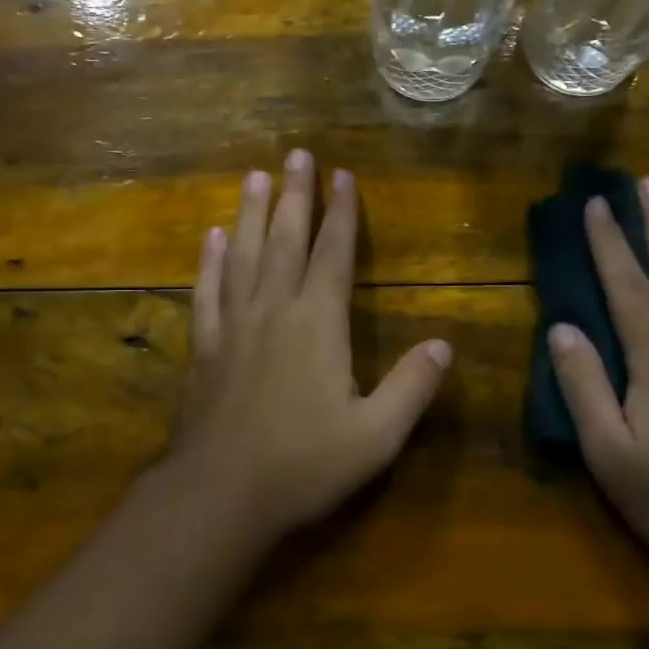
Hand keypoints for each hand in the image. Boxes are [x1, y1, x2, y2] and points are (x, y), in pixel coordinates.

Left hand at [160, 150, 452, 542]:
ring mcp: (233, 326)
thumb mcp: (376, 436)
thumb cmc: (304, 464)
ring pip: (242, 254)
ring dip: (249, 213)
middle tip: (295, 154)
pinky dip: (209, 261)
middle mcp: (273, 310)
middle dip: (294, 195)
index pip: (333, 254)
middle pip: (285, 239)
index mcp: (318, 323)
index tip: (343, 175)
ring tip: (254, 176)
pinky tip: (210, 238)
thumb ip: (412, 387)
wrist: (220, 495)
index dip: (341, 213)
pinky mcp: (203, 347)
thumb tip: (445, 344)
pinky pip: (207, 291)